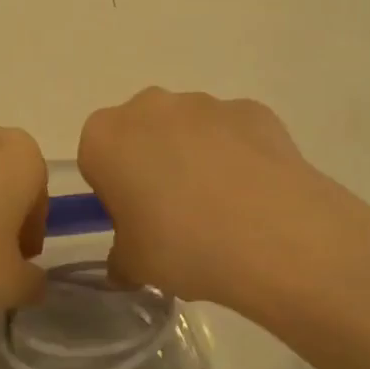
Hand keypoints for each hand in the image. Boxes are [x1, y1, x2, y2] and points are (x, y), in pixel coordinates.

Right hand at [78, 88, 369, 317]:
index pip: (96, 159)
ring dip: (196, 158)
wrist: (273, 234)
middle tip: (174, 216)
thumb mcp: (134, 266)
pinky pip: (233, 133)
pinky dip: (238, 156)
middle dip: (152, 164)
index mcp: (105, 137)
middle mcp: (148, 106)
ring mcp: (203, 103)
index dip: (113, 190)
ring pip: (188, 130)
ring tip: (223, 210)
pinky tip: (255, 196)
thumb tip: (124, 262)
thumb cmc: (181, 245)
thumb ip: (120, 257)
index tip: (134, 220)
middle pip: (141, 134)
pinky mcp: (250, 109)